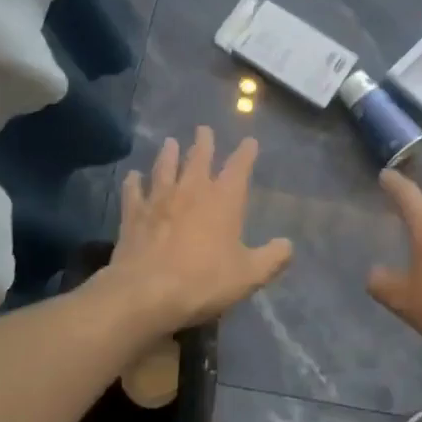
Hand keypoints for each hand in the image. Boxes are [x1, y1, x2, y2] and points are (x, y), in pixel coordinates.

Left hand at [104, 127, 293, 335]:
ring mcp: (159, 199)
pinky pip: (134, 192)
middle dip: (204, 143)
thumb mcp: (248, 275)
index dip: (246, 153)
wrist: (147, 292)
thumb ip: (272, 258)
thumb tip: (288, 245)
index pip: (239, 167)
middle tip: (203, 129)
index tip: (250, 141)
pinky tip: (133, 176)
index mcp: (224, 200)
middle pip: (199, 158)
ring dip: (169, 154)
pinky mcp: (134, 214)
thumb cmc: (204, 281)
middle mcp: (192, 190)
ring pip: (165, 168)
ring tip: (170, 142)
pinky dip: (134, 182)